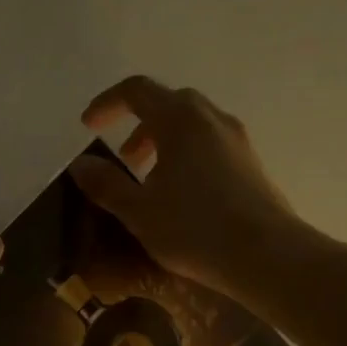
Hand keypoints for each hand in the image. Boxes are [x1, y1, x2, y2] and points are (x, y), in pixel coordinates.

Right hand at [68, 75, 297, 301]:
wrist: (265, 254)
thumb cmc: (194, 229)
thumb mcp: (138, 211)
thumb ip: (106, 184)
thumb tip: (80, 164)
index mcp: (179, 120)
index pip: (136, 91)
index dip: (107, 103)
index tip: (89, 125)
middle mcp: (211, 118)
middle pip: (169, 103)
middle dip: (140, 124)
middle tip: (125, 158)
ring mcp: (237, 139)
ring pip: (193, 125)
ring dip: (165, 142)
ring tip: (151, 180)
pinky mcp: (251, 163)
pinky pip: (211, 144)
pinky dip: (188, 155)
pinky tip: (183, 194)